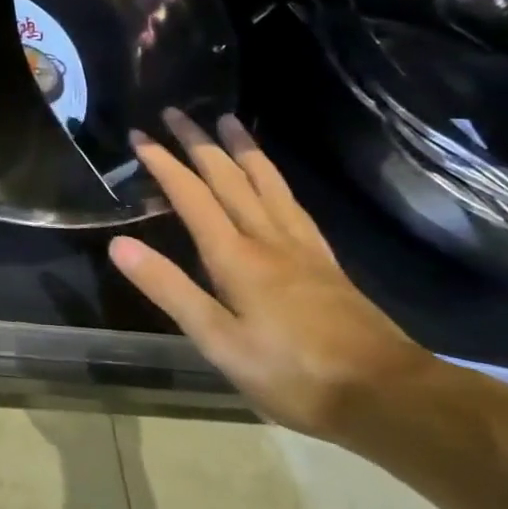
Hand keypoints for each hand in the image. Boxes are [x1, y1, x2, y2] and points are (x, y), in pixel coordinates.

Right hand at [109, 109, 439, 442]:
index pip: (192, 196)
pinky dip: (275, 178)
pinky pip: (293, 203)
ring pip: (266, 182)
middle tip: (176, 111)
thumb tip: (119, 244)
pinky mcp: (325, 261)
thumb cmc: (293, 375)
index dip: (164, 164)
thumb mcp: (218, 341)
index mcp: (236, 257)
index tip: (140, 136)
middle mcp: (268, 239)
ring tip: (227, 120)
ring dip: (241, 148)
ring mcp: (301, 247)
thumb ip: (169, 289)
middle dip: (198, 142)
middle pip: (229, 178)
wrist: (388, 397)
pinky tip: (273, 179)